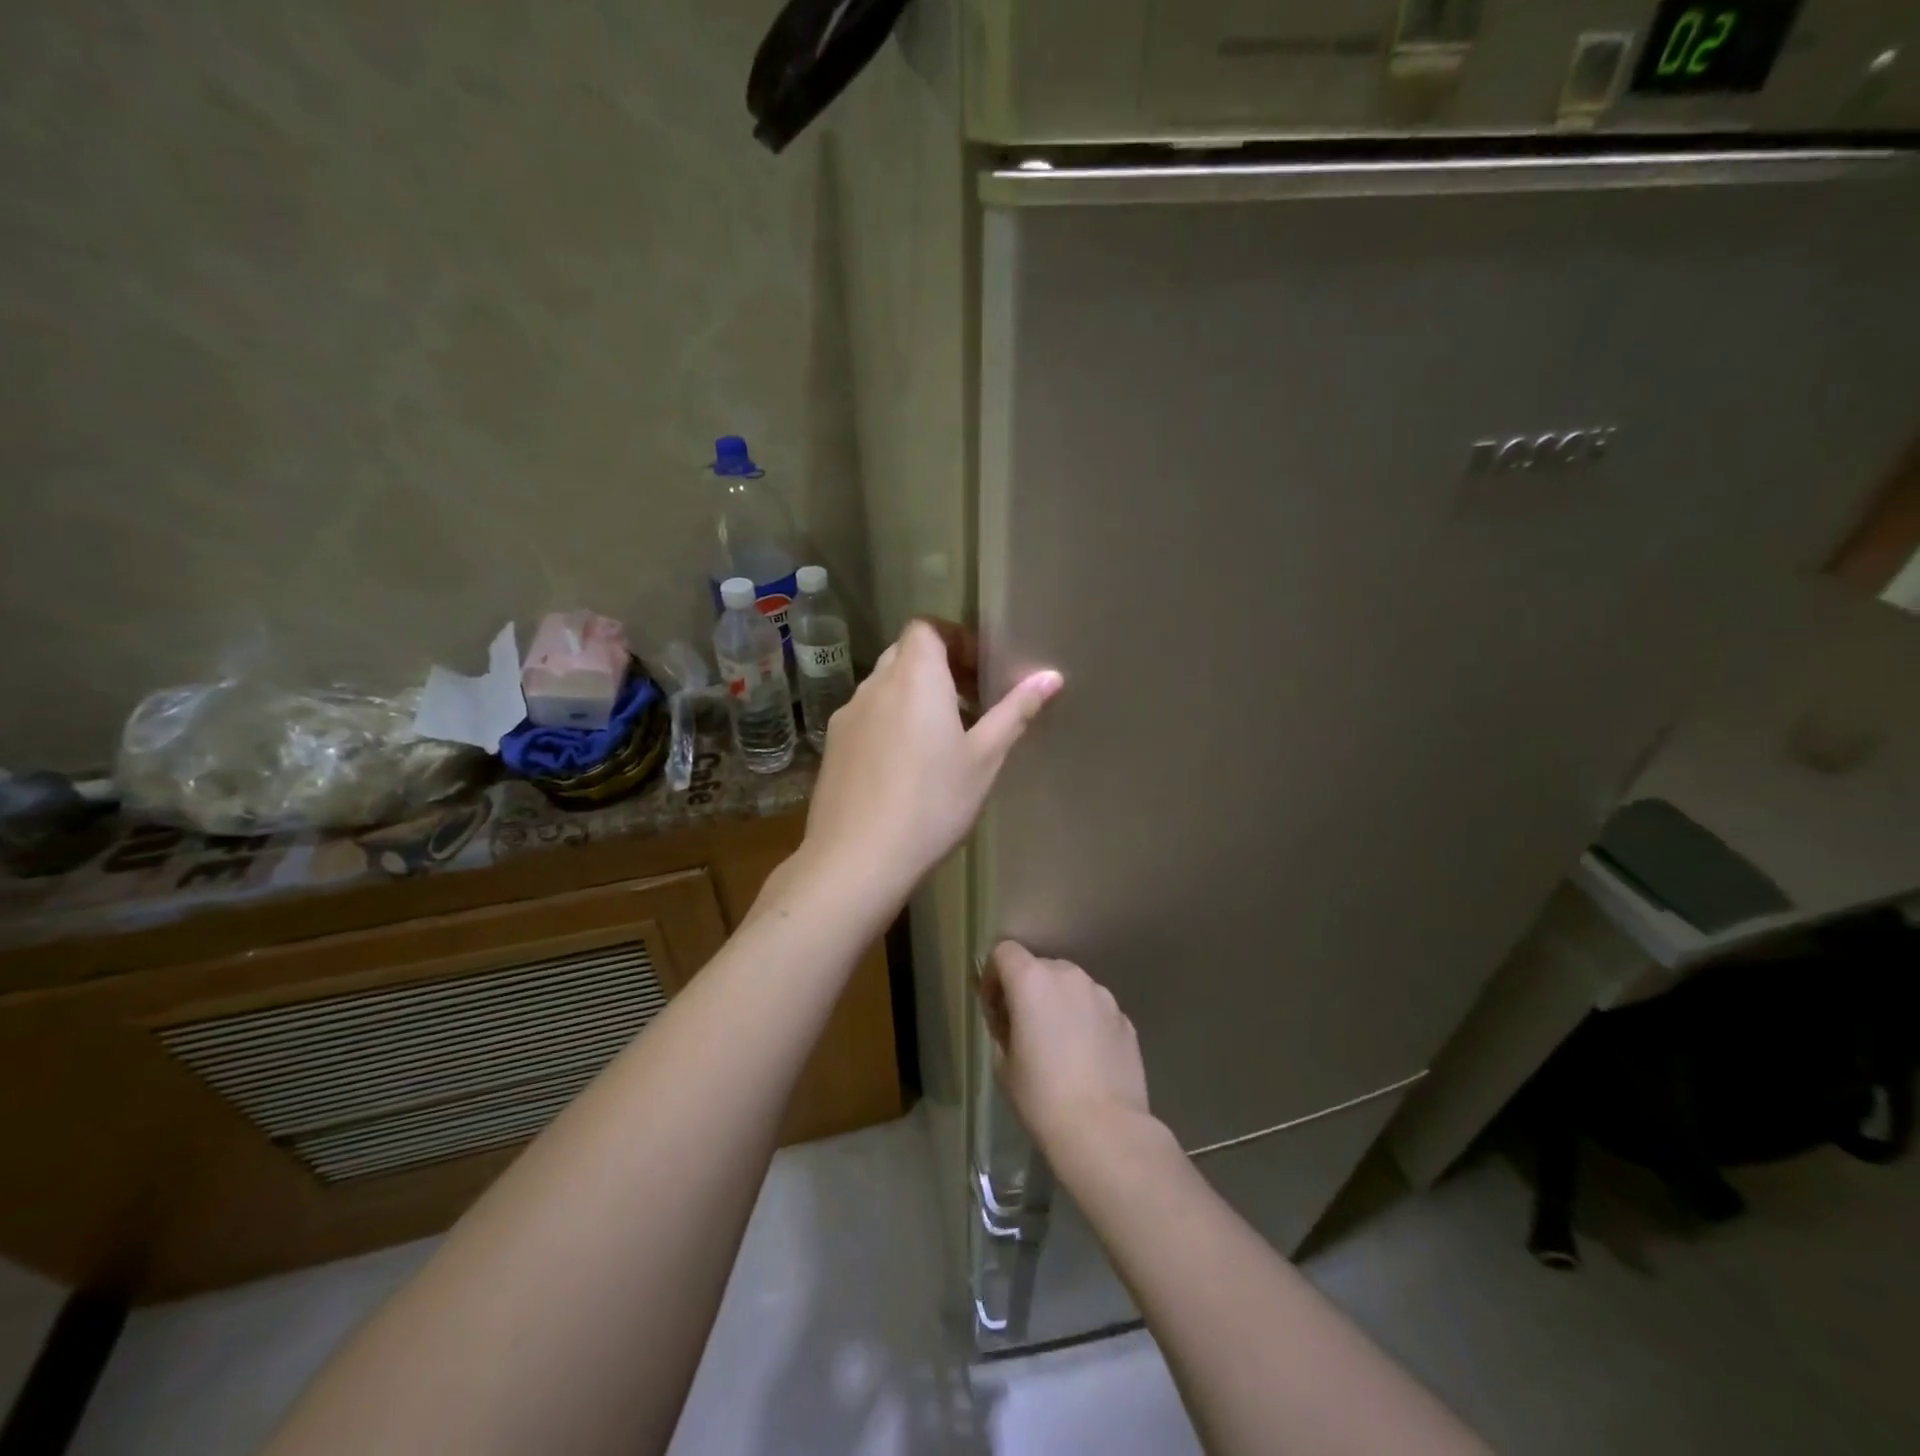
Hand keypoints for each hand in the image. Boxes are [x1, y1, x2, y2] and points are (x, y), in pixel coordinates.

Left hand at [801, 620, 1061, 908]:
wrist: (857, 859)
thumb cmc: (932, 803)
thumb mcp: (984, 759)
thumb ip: (1015, 712)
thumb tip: (1051, 676)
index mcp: (914, 678)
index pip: (927, 628)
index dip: (955, 639)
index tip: (981, 671)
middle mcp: (874, 686)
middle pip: (906, 655)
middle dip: (940, 669)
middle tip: (972, 704)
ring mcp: (847, 717)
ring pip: (885, 688)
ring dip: (914, 698)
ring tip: (943, 739)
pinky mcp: (833, 748)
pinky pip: (867, 718)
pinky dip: (891, 723)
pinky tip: (906, 768)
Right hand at [979, 942, 1150, 1157]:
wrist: (1105, 1132)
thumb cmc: (1042, 1098)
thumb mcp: (1004, 1064)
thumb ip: (1003, 1027)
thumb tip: (1012, 1020)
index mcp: (1032, 981)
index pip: (1005, 952)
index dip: (993, 975)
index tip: (994, 1008)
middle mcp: (1069, 976)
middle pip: (1040, 967)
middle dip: (1027, 990)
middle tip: (1022, 1029)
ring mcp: (1102, 995)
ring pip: (1071, 987)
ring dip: (1058, 1003)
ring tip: (1058, 1046)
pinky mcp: (1125, 1019)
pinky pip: (1095, 1009)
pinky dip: (1085, 1022)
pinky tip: (1085, 1059)